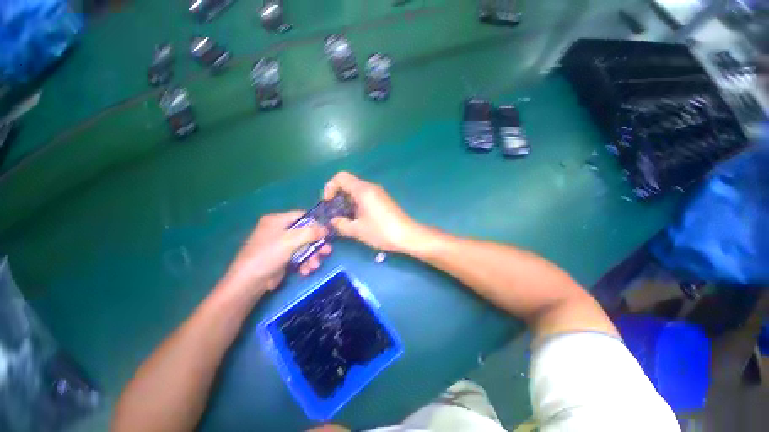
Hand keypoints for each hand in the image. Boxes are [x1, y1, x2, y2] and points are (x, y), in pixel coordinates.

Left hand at [223, 211, 330, 293]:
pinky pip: (298, 257)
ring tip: (315, 266)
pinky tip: (306, 271)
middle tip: (327, 252)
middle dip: (316, 244)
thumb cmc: (268, 255)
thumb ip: (310, 233)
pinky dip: (304, 263)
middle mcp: (279, 230)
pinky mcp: (282, 258)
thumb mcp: (290, 240)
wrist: (249, 282)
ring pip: (303, 247)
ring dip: (312, 256)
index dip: (315, 224)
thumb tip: (326, 229)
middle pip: (305, 233)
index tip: (326, 234)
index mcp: (277, 220)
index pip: (302, 216)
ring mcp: (280, 245)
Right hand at [323, 172, 422, 252]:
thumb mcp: (357, 230)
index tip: (328, 203)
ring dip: (347, 201)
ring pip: (356, 191)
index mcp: (363, 190)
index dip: (330, 187)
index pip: (340, 177)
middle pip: (348, 183)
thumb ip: (341, 224)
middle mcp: (371, 187)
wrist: (407, 235)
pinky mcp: (383, 200)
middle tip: (334, 212)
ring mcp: (378, 193)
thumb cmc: (381, 231)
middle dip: (337, 196)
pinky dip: (356, 204)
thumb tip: (333, 221)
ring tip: (344, 218)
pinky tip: (357, 219)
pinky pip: (365, 196)